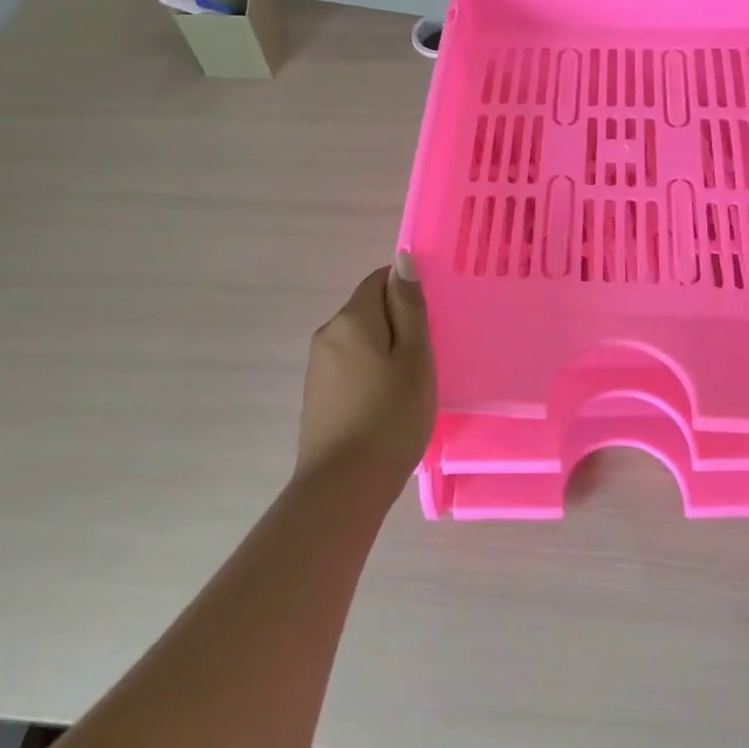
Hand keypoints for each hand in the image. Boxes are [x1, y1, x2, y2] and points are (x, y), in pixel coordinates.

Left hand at [297, 253, 436, 488]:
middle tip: (428, 358)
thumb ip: (409, 307)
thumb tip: (403, 259)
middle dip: (399, 325)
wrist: (342, 488)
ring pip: (361, 342)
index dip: (407, 293)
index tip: (431, 323)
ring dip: (386, 353)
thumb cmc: (390, 418)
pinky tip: (387, 406)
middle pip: (369, 310)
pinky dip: (371, 375)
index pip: (379, 280)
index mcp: (351, 318)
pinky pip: (350, 368)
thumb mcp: (414, 358)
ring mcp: (318, 367)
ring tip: (410, 387)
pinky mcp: (317, 396)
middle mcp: (327, 334)